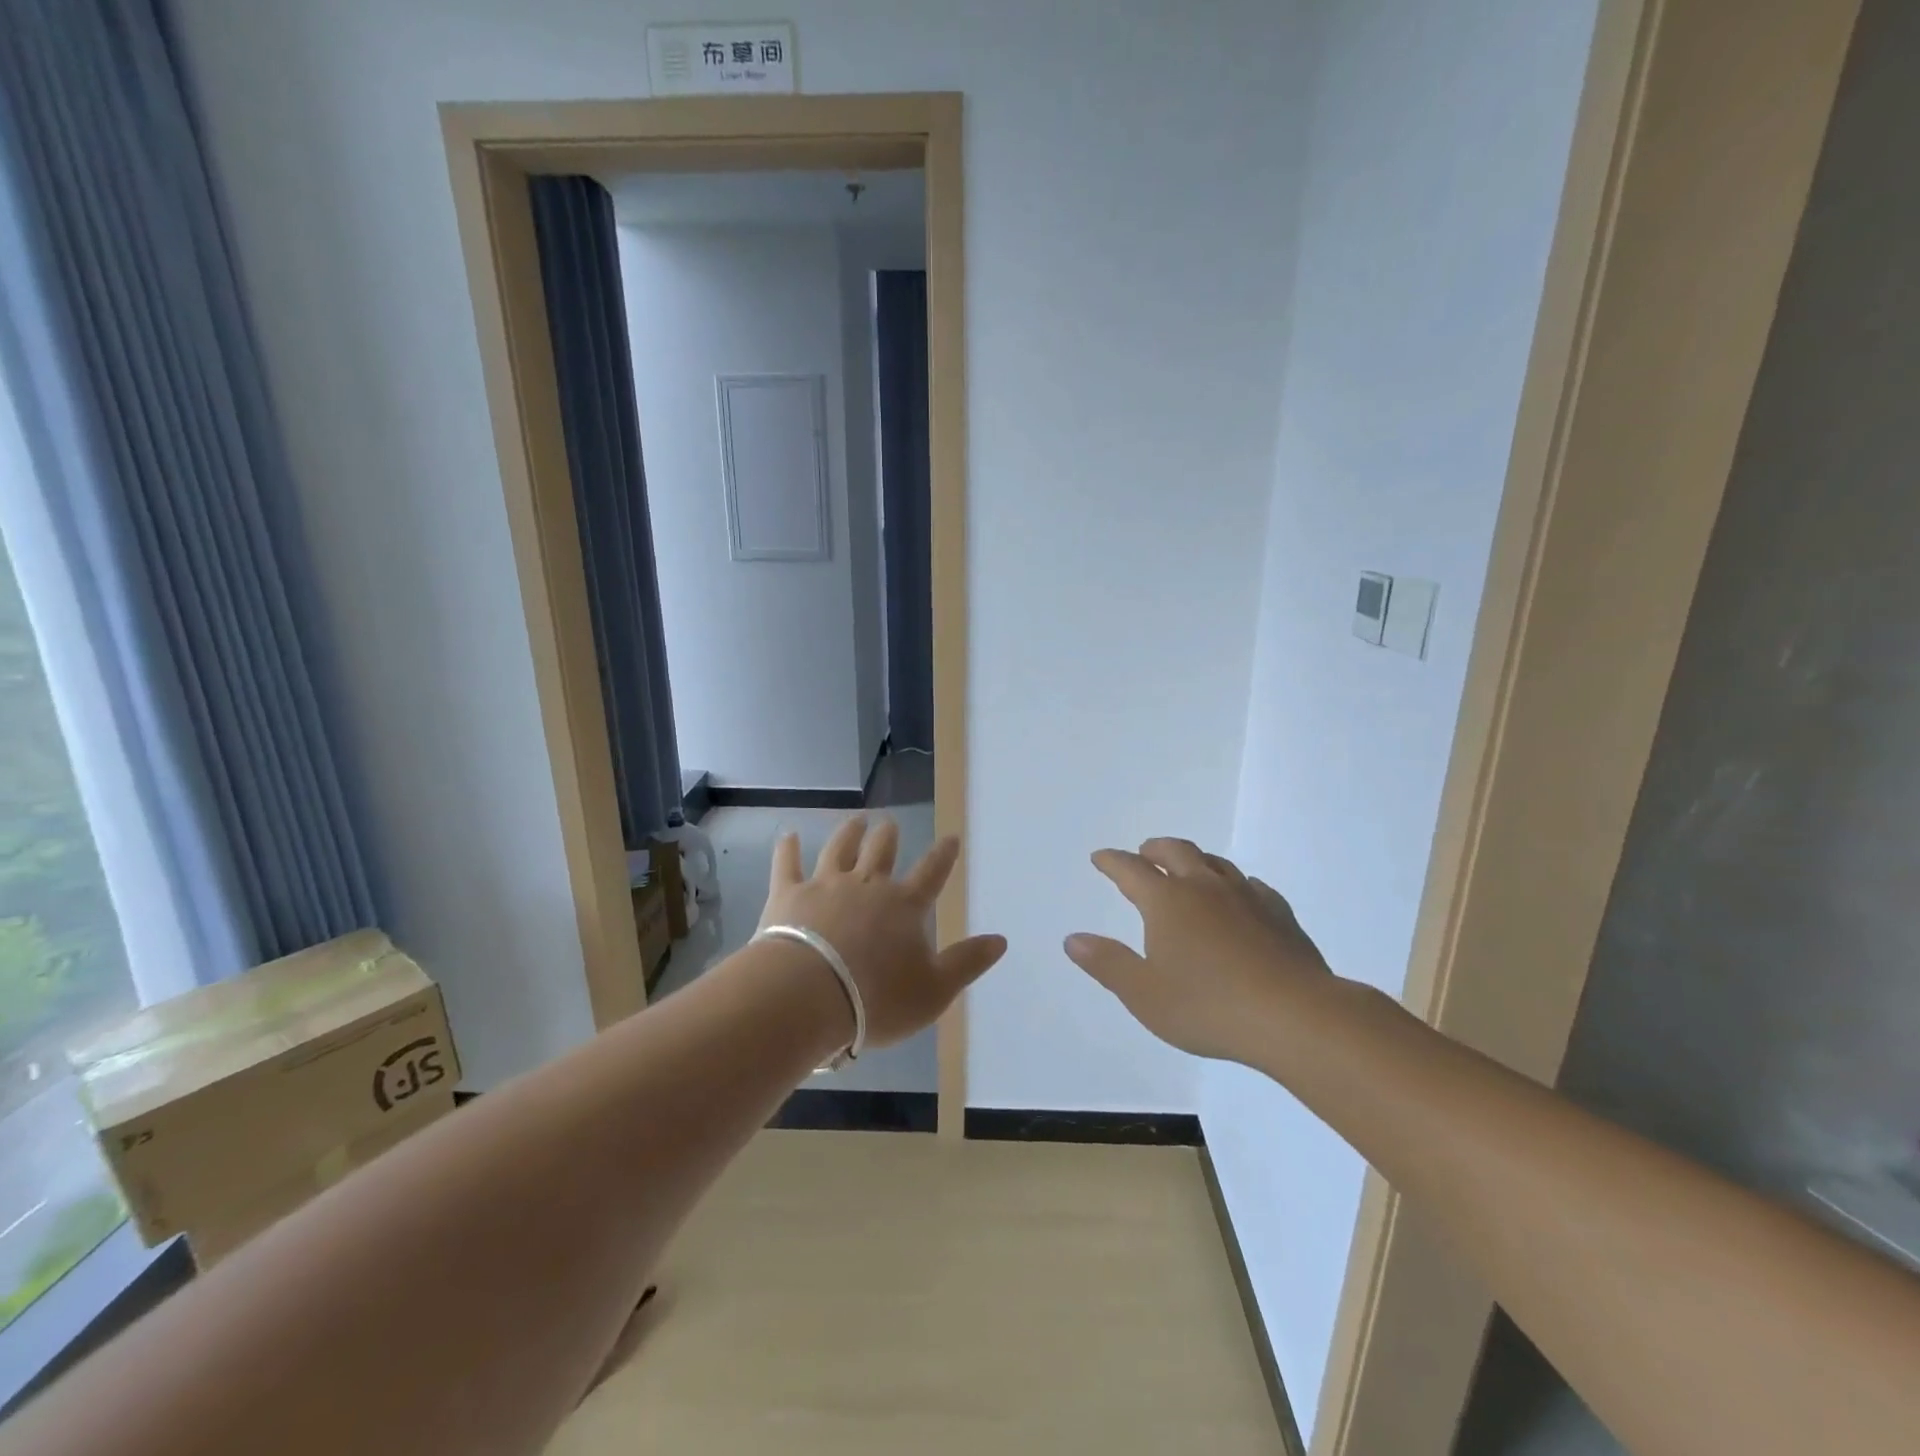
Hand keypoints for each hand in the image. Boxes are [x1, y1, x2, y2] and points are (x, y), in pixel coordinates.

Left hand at [758, 816, 1006, 1046]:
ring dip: (849, 832)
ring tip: (856, 820)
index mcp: (904, 906)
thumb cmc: (876, 1000)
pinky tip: (788, 835)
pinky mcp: (788, 895)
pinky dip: (788, 848)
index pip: (931, 873)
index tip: (951, 837)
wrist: (807, 997)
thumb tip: (1001, 939)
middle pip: (881, 850)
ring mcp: (825, 885)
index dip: (943, 855)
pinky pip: (788, 864)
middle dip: (888, 835)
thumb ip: (967, 962)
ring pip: (840, 848)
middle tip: (890, 823)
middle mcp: (867, 885)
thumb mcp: (934, 991)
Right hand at [1064, 838, 1331, 1062]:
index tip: (1100, 857)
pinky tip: (1240, 895)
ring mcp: (1245, 897)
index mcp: (1166, 902)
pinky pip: (1252, 886)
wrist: (1294, 1017)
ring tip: (1187, 868)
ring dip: (1194, 859)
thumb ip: (1107, 963)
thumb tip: (1072, 939)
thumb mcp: (1144, 994)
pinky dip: (1235, 883)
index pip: (1130, 870)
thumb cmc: (1209, 1007)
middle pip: (1175, 852)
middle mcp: (1204, 887)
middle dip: (1154, 849)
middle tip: (1143, 852)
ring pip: (1215, 863)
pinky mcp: (1279, 914)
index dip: (1111, 861)